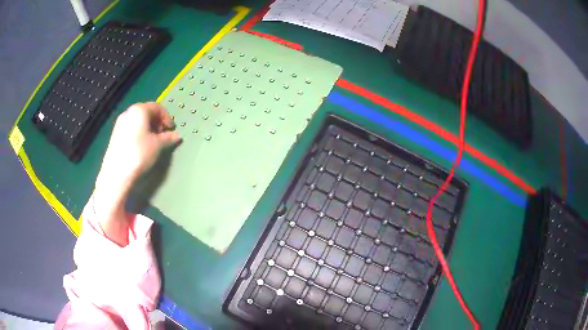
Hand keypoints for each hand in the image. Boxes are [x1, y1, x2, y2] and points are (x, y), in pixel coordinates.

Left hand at [98, 102, 179, 189]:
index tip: (172, 129)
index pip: (157, 107)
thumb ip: (168, 138)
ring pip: (137, 120)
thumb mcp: (158, 145)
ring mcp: (120, 123)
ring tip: (153, 141)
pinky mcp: (115, 134)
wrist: (117, 173)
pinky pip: (131, 128)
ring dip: (148, 127)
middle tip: (163, 134)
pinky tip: (142, 145)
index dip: (166, 117)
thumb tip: (177, 136)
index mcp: (139, 110)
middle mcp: (128, 112)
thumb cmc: (139, 154)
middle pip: (146, 112)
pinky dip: (139, 132)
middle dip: (157, 122)